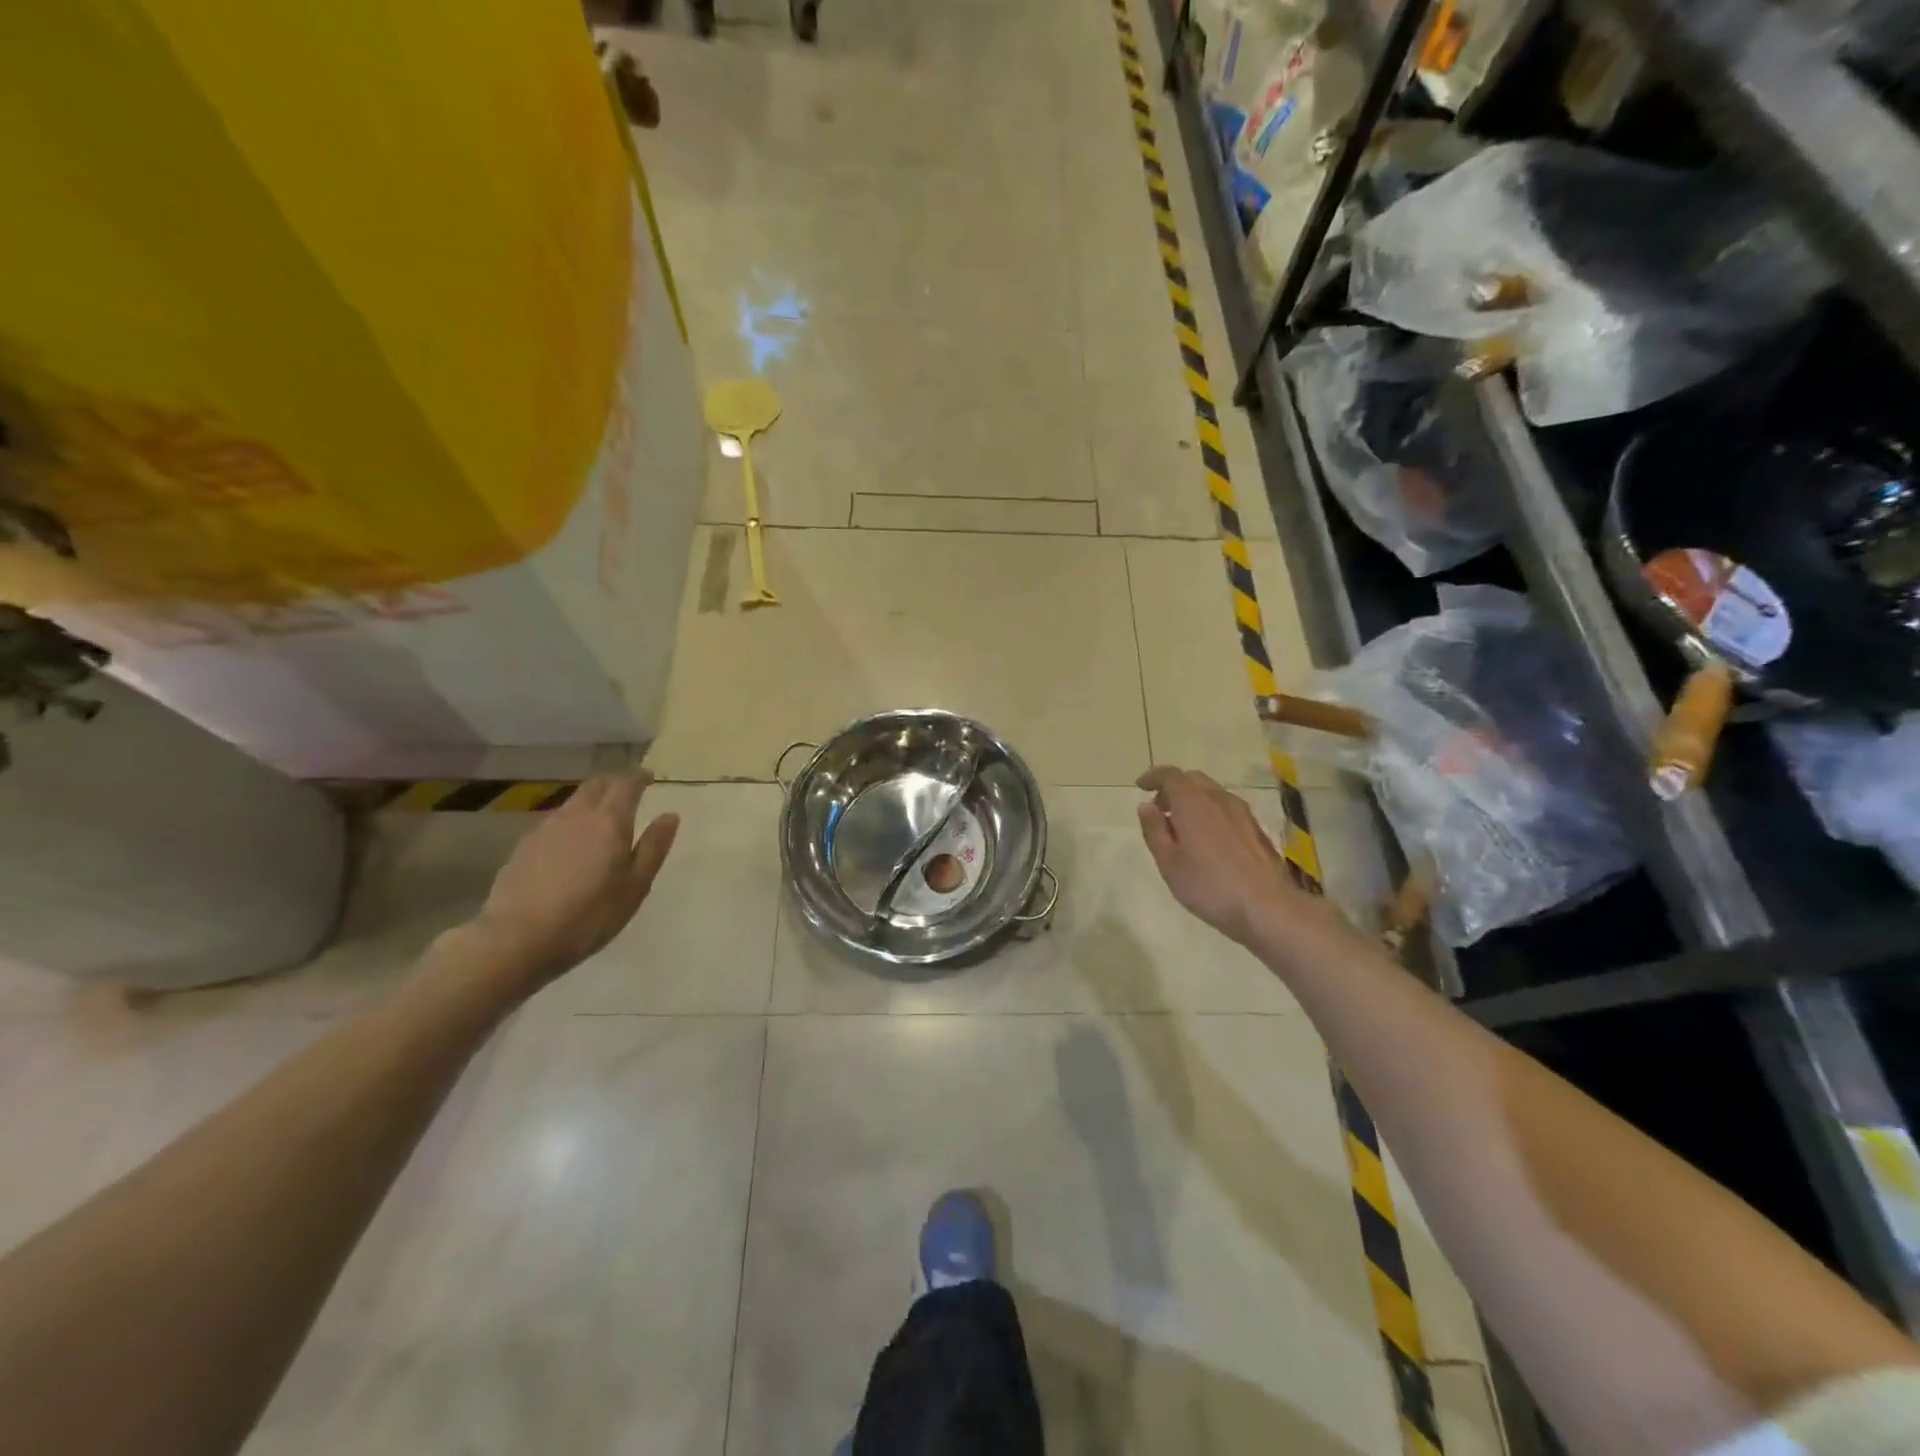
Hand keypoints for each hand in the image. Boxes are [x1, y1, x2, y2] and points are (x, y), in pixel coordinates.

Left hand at [468, 770, 679, 987]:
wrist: (516, 939)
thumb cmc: (588, 915)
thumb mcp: (635, 886)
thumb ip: (653, 847)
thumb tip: (670, 815)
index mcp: (609, 821)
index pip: (625, 784)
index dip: (639, 777)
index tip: (650, 777)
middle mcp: (576, 815)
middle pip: (596, 785)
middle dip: (615, 782)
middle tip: (629, 790)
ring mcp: (545, 828)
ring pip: (574, 801)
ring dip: (592, 800)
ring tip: (603, 816)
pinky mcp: (524, 846)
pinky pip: (555, 821)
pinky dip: (572, 820)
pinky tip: (573, 842)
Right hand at [1135, 766, 1309, 948]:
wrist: (1267, 907)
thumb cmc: (1208, 886)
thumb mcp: (1168, 862)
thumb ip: (1154, 830)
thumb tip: (1146, 806)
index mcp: (1193, 803)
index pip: (1170, 775)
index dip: (1153, 777)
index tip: (1141, 786)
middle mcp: (1219, 799)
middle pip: (1193, 779)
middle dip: (1173, 788)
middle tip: (1160, 810)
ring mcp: (1242, 812)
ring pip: (1212, 793)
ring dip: (1193, 800)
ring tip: (1182, 826)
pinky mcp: (1256, 828)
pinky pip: (1227, 808)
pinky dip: (1211, 812)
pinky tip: (1208, 839)